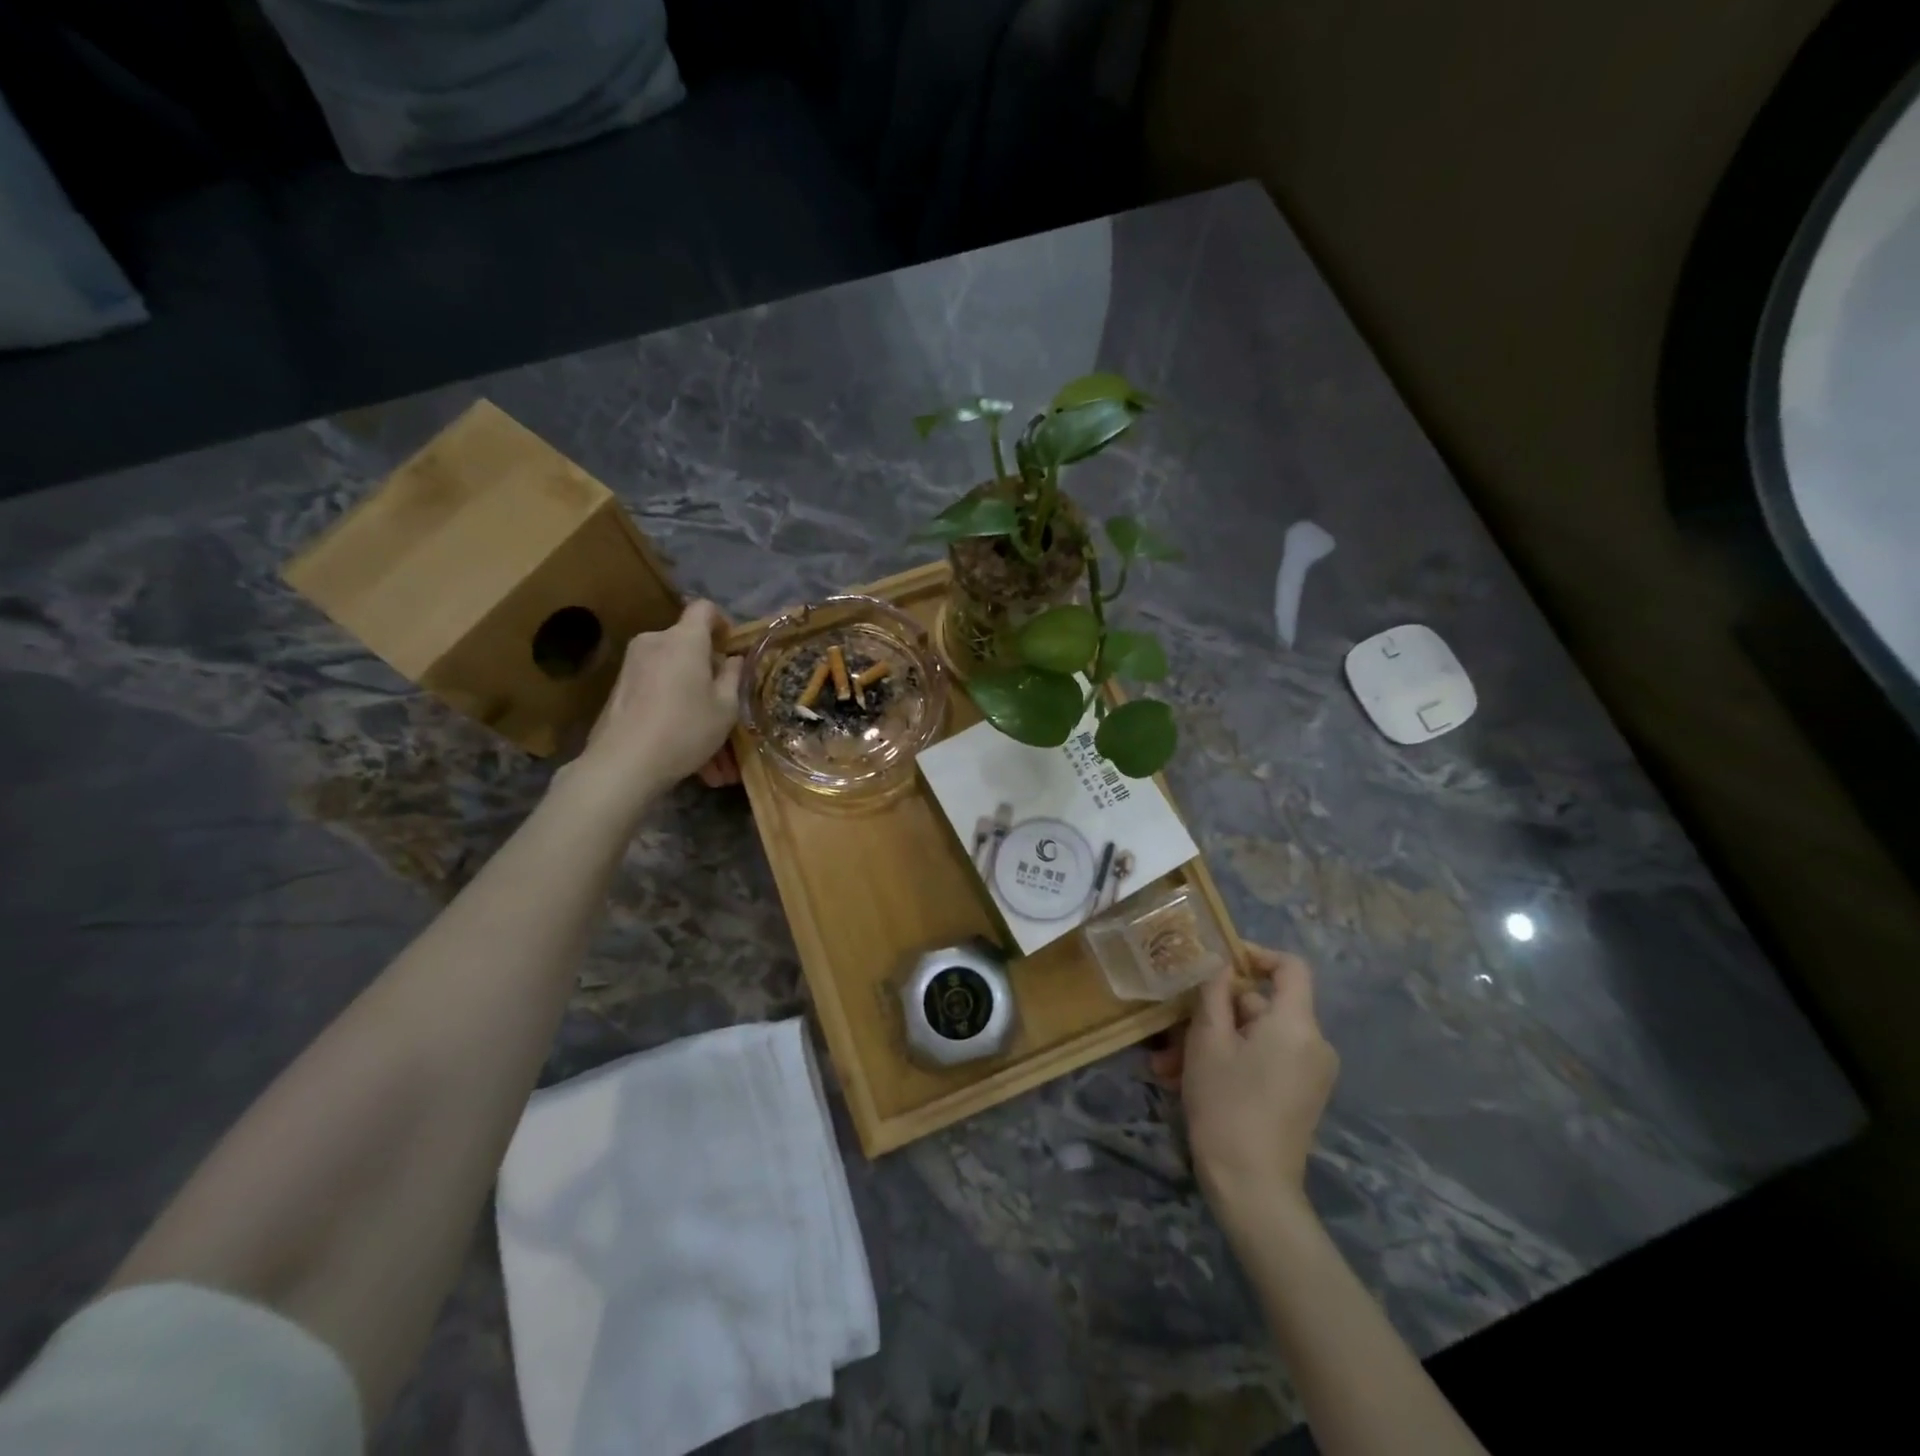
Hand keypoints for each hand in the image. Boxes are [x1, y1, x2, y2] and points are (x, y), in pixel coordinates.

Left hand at [567, 600, 743, 814]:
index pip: (704, 608)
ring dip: (691, 694)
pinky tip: (681, 743)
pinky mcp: (619, 687)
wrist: (623, 762)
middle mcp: (655, 641)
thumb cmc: (685, 729)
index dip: (722, 621)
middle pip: (687, 642)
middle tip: (723, 702)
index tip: (731, 646)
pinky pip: (655, 687)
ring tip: (705, 738)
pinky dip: (672, 706)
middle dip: (707, 668)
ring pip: (672, 671)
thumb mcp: (726, 708)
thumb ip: (733, 676)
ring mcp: (632, 664)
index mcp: (684, 640)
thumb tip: (732, 659)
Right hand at [1161, 944, 1338, 1226]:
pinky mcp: (1300, 1096)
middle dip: (1212, 1013)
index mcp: (1297, 1024)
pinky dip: (1229, 1062)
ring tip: (1166, 1066)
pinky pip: (1263, 1061)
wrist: (1253, 1189)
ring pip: (1254, 1037)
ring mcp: (1309, 1073)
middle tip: (1170, 1030)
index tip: (1219, 960)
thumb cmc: (1227, 1105)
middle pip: (1262, 1006)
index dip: (1256, 954)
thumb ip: (1213, 994)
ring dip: (1211, 1043)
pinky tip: (1185, 1082)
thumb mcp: (1207, 1041)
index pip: (1291, 966)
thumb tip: (1222, 966)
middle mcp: (1313, 1043)